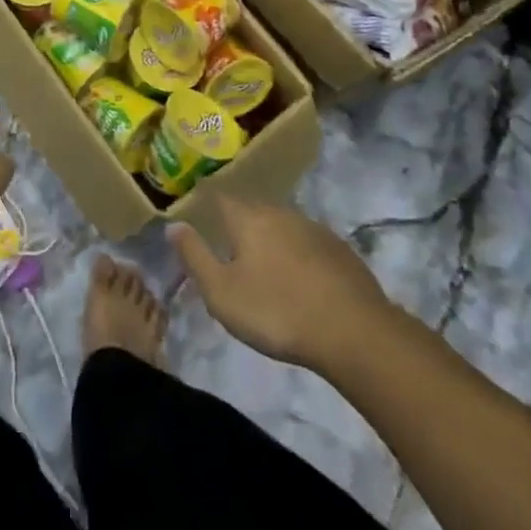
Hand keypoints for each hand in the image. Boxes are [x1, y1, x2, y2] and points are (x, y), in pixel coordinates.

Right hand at [171, 195, 403, 375]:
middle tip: (229, 247)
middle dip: (239, 224)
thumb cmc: (277, 311)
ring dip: (270, 240)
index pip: (219, 197)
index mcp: (247, 218)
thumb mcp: (221, 293)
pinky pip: (308, 244)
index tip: (198, 213)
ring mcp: (314, 229)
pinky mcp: (341, 251)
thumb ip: (194, 256)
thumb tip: (174, 225)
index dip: (206, 203)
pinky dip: (298, 256)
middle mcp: (280, 212)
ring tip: (264, 266)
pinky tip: (300, 280)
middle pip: (252, 209)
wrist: (355, 333)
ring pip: (282, 225)